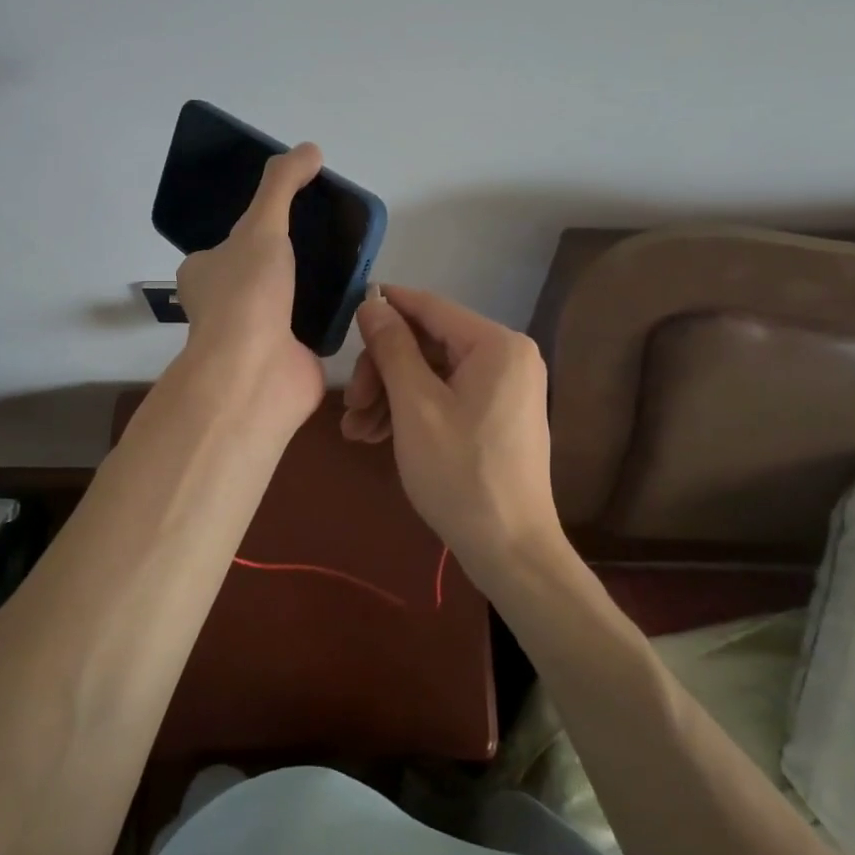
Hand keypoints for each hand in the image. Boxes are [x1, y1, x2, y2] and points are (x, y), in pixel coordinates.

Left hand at [172, 142, 325, 430]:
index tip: (290, 215)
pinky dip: (331, 313)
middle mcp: (225, 304)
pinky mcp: (288, 355)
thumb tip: (310, 149)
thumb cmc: (247, 294)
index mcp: (204, 274)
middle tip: (327, 234)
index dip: (256, 226)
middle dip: (289, 256)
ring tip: (347, 259)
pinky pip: (313, 325)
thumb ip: (282, 186)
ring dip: (312, 284)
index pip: (227, 244)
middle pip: (261, 270)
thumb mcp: (260, 226)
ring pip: (288, 298)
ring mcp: (257, 333)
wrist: (257, 373)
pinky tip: (355, 294)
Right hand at [341, 285, 566, 582]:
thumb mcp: (415, 406)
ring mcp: (505, 388)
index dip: (385, 308)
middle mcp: (507, 356)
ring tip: (356, 433)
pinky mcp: (497, 415)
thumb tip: (372, 304)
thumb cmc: (460, 473)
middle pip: (428, 344)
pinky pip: (448, 397)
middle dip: (383, 372)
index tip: (344, 319)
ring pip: (433, 374)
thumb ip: (392, 348)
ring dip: (390, 397)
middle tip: (351, 406)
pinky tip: (377, 437)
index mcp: (496, 344)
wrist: (509, 550)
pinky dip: (412, 412)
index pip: (430, 307)